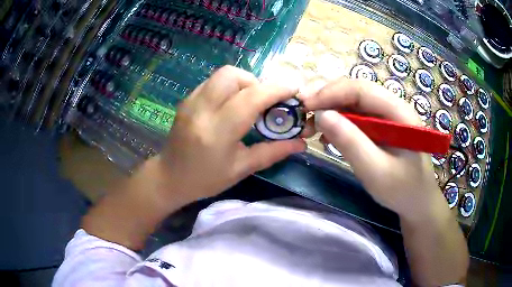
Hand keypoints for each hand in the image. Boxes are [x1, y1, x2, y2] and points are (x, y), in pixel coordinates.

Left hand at [155, 66, 306, 203]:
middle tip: (263, 102)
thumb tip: (301, 143)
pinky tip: (230, 105)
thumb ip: (273, 152)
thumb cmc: (205, 179)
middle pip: (233, 75)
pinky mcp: (186, 100)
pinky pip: (213, 82)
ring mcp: (191, 101)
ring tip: (248, 103)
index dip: (276, 89)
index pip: (250, 98)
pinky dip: (228, 87)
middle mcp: (202, 109)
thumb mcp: (241, 169)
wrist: (169, 177)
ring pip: (222, 75)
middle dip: (256, 82)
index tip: (294, 88)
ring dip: (242, 83)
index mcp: (217, 131)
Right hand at [300, 79, 447, 221]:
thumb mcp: (375, 171)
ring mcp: (386, 116)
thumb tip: (321, 115)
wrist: (418, 202)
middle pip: (355, 91)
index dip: (330, 92)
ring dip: (330, 110)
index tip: (305, 105)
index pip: (361, 89)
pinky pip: (356, 116)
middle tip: (303, 113)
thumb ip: (351, 142)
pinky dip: (338, 122)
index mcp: (399, 112)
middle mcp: (392, 106)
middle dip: (327, 98)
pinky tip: (328, 136)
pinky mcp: (381, 126)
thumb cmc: (402, 189)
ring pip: (353, 102)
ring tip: (311, 126)